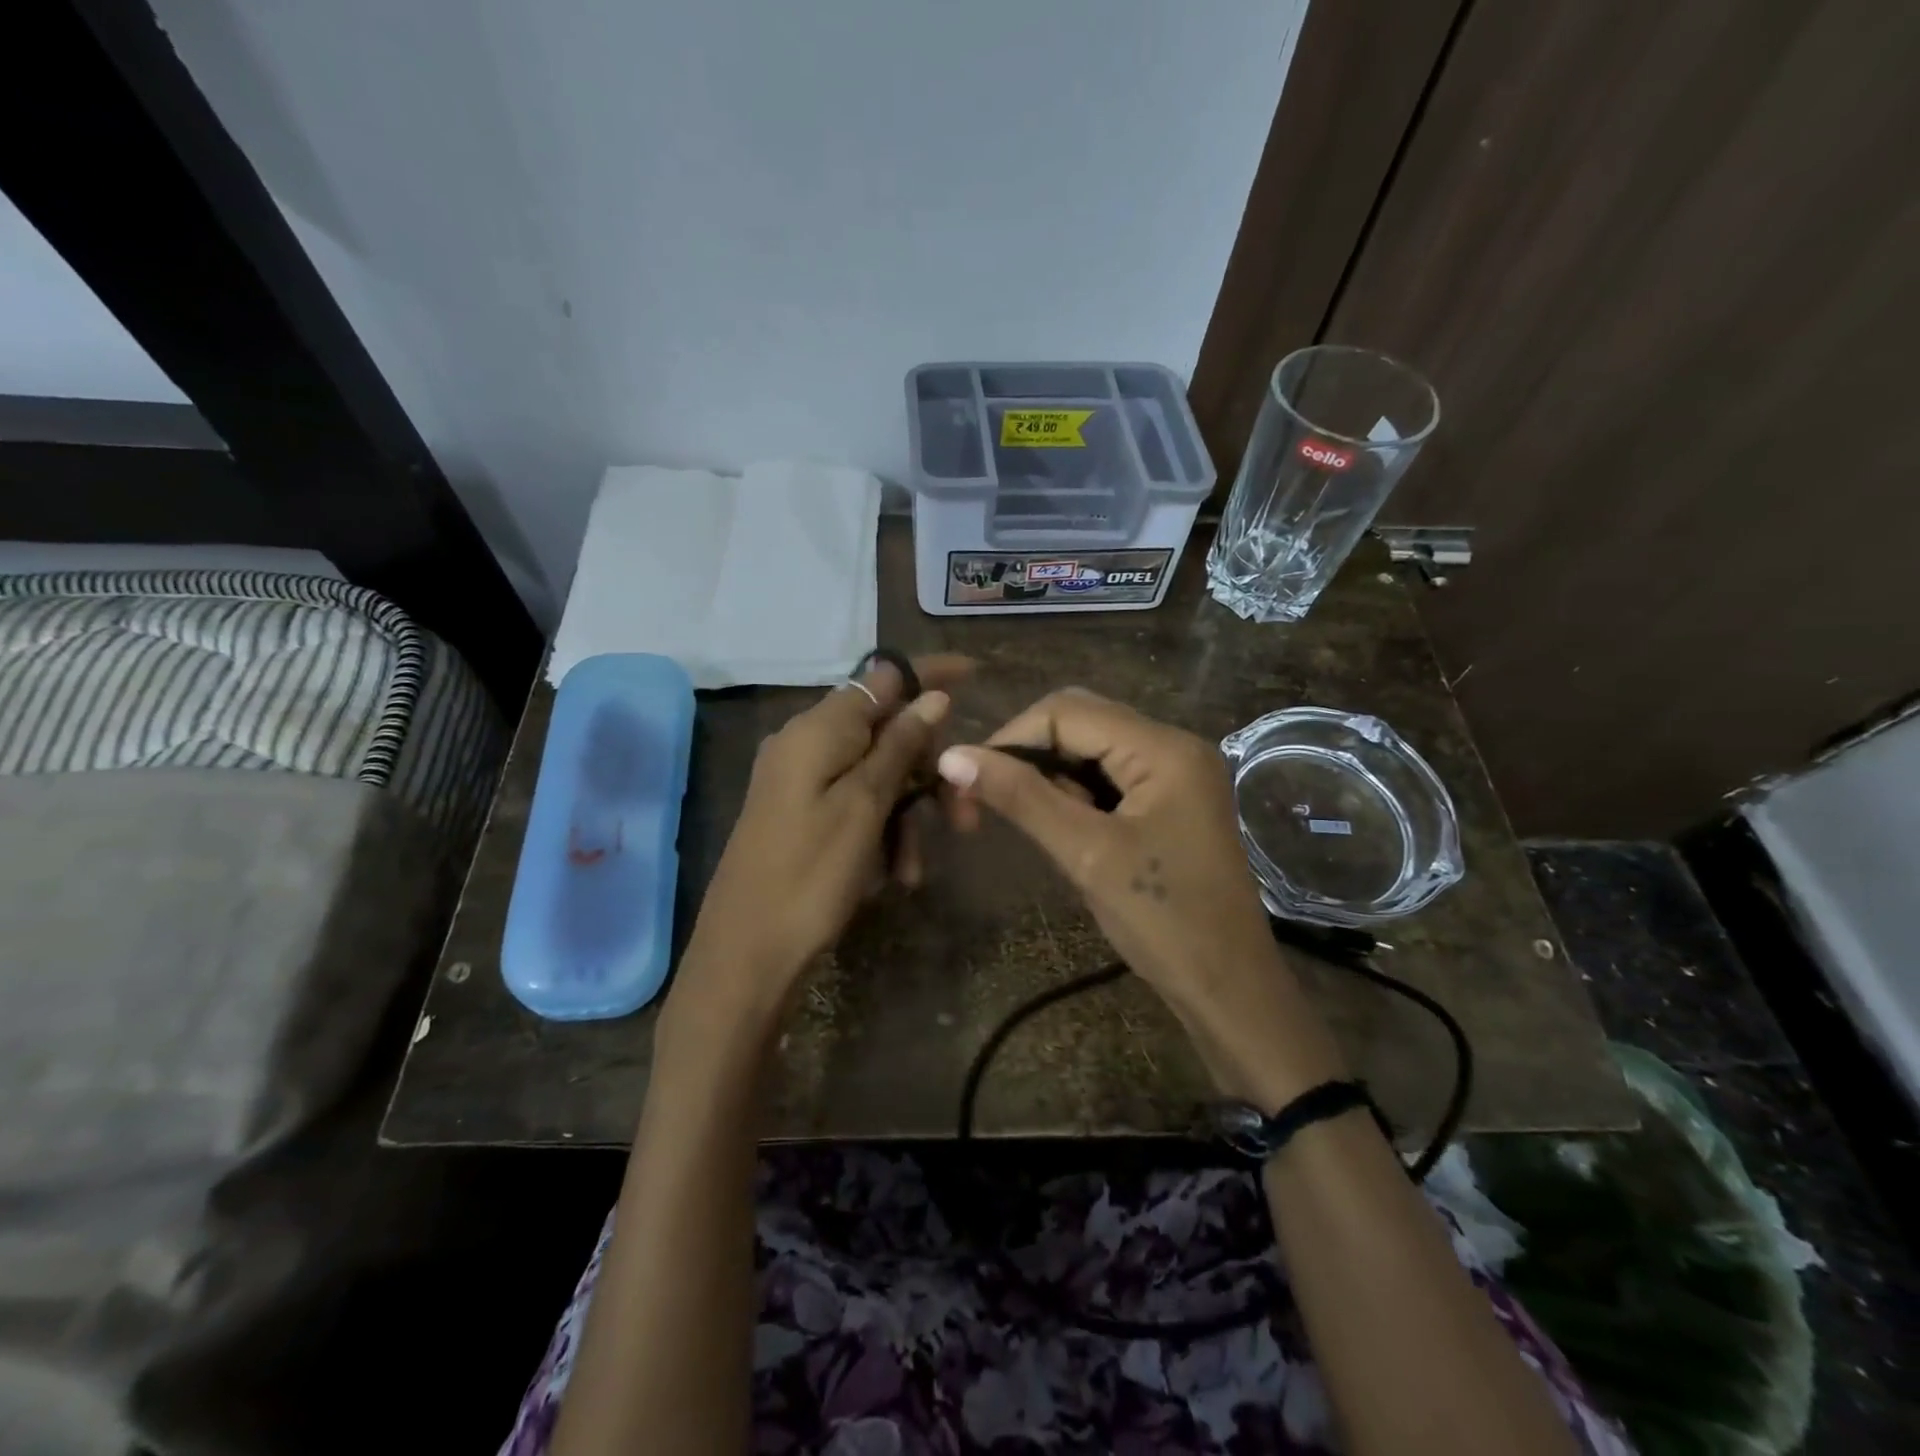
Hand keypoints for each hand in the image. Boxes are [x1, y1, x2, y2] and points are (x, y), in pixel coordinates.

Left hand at [674, 654, 970, 1024]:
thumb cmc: (810, 876)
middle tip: (965, 817)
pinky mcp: (800, 814)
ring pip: (876, 777)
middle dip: (928, 772)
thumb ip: (900, 746)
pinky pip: (854, 806)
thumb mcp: (865, 807)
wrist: (746, 955)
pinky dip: (880, 833)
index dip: (930, 675)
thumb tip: (933, 695)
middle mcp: (805, 744)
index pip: (884, 679)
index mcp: (817, 730)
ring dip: (907, 816)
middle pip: (885, 734)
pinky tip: (892, 876)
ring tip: (914, 871)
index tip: (975, 674)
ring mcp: (800, 781)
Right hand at [937, 688, 1347, 1108]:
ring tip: (1021, 820)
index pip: (1066, 712)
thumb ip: (1021, 797)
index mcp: (1163, 748)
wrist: (1230, 989)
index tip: (966, 782)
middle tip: (984, 799)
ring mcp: (1176, 773)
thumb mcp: (1086, 854)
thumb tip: (952, 758)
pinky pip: (1110, 776)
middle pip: (1079, 721)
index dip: (1009, 739)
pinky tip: (1059, 827)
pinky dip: (1074, 793)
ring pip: (1091, 749)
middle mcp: (1173, 745)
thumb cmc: (1163, 922)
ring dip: (1048, 775)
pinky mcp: (1171, 800)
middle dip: (1026, 754)